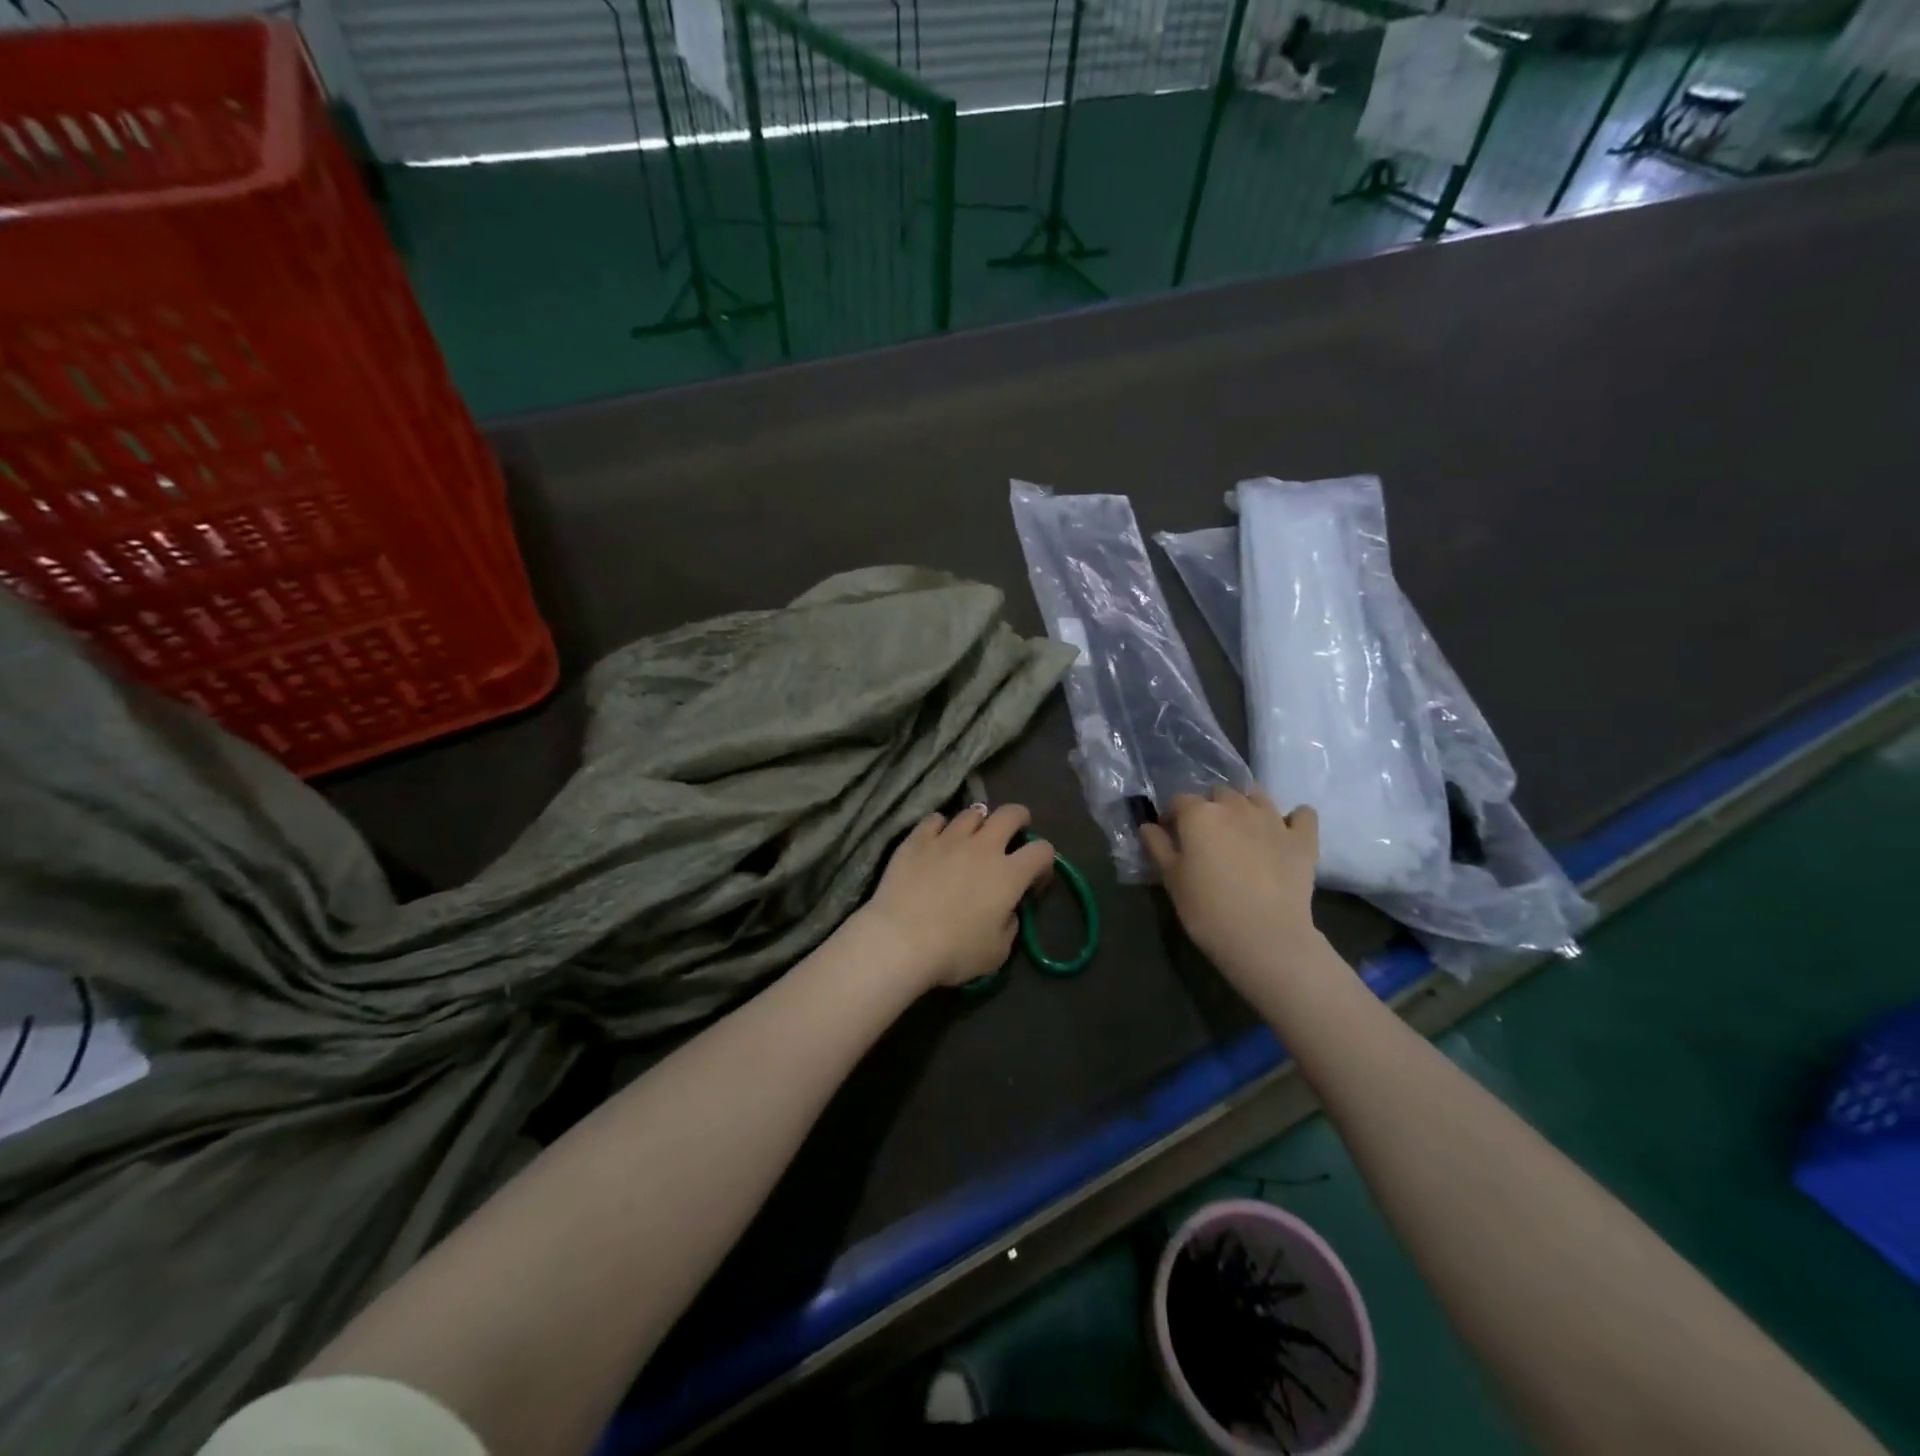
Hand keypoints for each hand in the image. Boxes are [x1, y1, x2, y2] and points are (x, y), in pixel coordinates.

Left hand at [859, 804, 1055, 989]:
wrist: (899, 941)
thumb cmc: (953, 952)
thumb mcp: (997, 952)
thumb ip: (1009, 925)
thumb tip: (1006, 910)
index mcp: (1009, 874)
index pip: (1042, 850)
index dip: (1044, 862)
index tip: (1034, 879)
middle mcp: (983, 847)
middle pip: (1011, 813)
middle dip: (1018, 819)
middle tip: (1013, 834)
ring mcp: (948, 838)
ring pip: (972, 813)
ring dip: (978, 823)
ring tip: (971, 838)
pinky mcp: (917, 839)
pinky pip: (934, 819)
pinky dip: (940, 827)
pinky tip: (936, 840)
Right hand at [1140, 788, 1324, 982]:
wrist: (1265, 936)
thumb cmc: (1208, 909)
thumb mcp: (1172, 880)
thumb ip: (1158, 847)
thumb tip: (1148, 826)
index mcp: (1199, 814)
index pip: (1179, 801)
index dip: (1173, 817)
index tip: (1172, 837)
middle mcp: (1235, 806)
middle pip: (1219, 793)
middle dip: (1211, 808)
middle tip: (1208, 838)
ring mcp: (1273, 819)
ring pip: (1257, 796)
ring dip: (1247, 807)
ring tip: (1243, 832)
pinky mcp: (1303, 838)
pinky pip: (1302, 814)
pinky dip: (1294, 819)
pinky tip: (1286, 832)